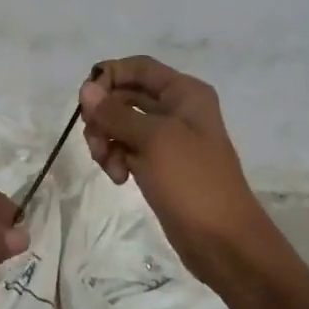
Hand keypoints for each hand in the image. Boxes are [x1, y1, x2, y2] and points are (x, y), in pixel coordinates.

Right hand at [79, 56, 274, 285]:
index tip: (86, 101)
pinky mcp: (158, 165)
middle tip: (94, 139)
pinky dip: (116, 160)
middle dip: (104, 115)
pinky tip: (119, 179)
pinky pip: (126, 150)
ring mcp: (167, 139)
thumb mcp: (153, 141)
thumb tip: (86, 89)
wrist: (223, 241)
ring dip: (107, 141)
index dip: (109, 77)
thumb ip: (116, 113)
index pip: (138, 67)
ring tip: (110, 166)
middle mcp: (176, 110)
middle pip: (125, 95)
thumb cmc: (193, 182)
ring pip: (121, 125)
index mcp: (184, 93)